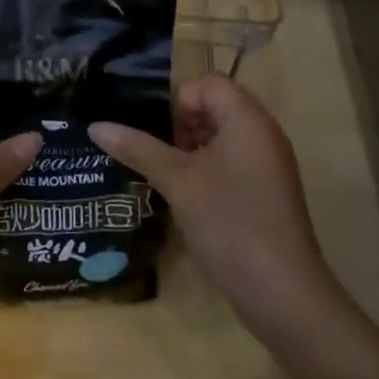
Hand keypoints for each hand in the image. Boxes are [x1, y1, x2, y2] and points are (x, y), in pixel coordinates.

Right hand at [88, 76, 344, 336]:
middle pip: (212, 108)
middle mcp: (261, 135)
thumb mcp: (177, 181)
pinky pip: (227, 164)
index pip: (207, 83)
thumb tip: (96, 126)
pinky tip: (176, 194)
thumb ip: (137, 147)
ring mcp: (265, 166)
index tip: (150, 127)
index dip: (175, 98)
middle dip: (176, 124)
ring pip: (217, 138)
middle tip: (145, 147)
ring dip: (185, 149)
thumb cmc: (230, 222)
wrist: (283, 295)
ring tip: (153, 170)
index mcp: (247, 119)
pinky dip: (201, 170)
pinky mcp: (262, 194)